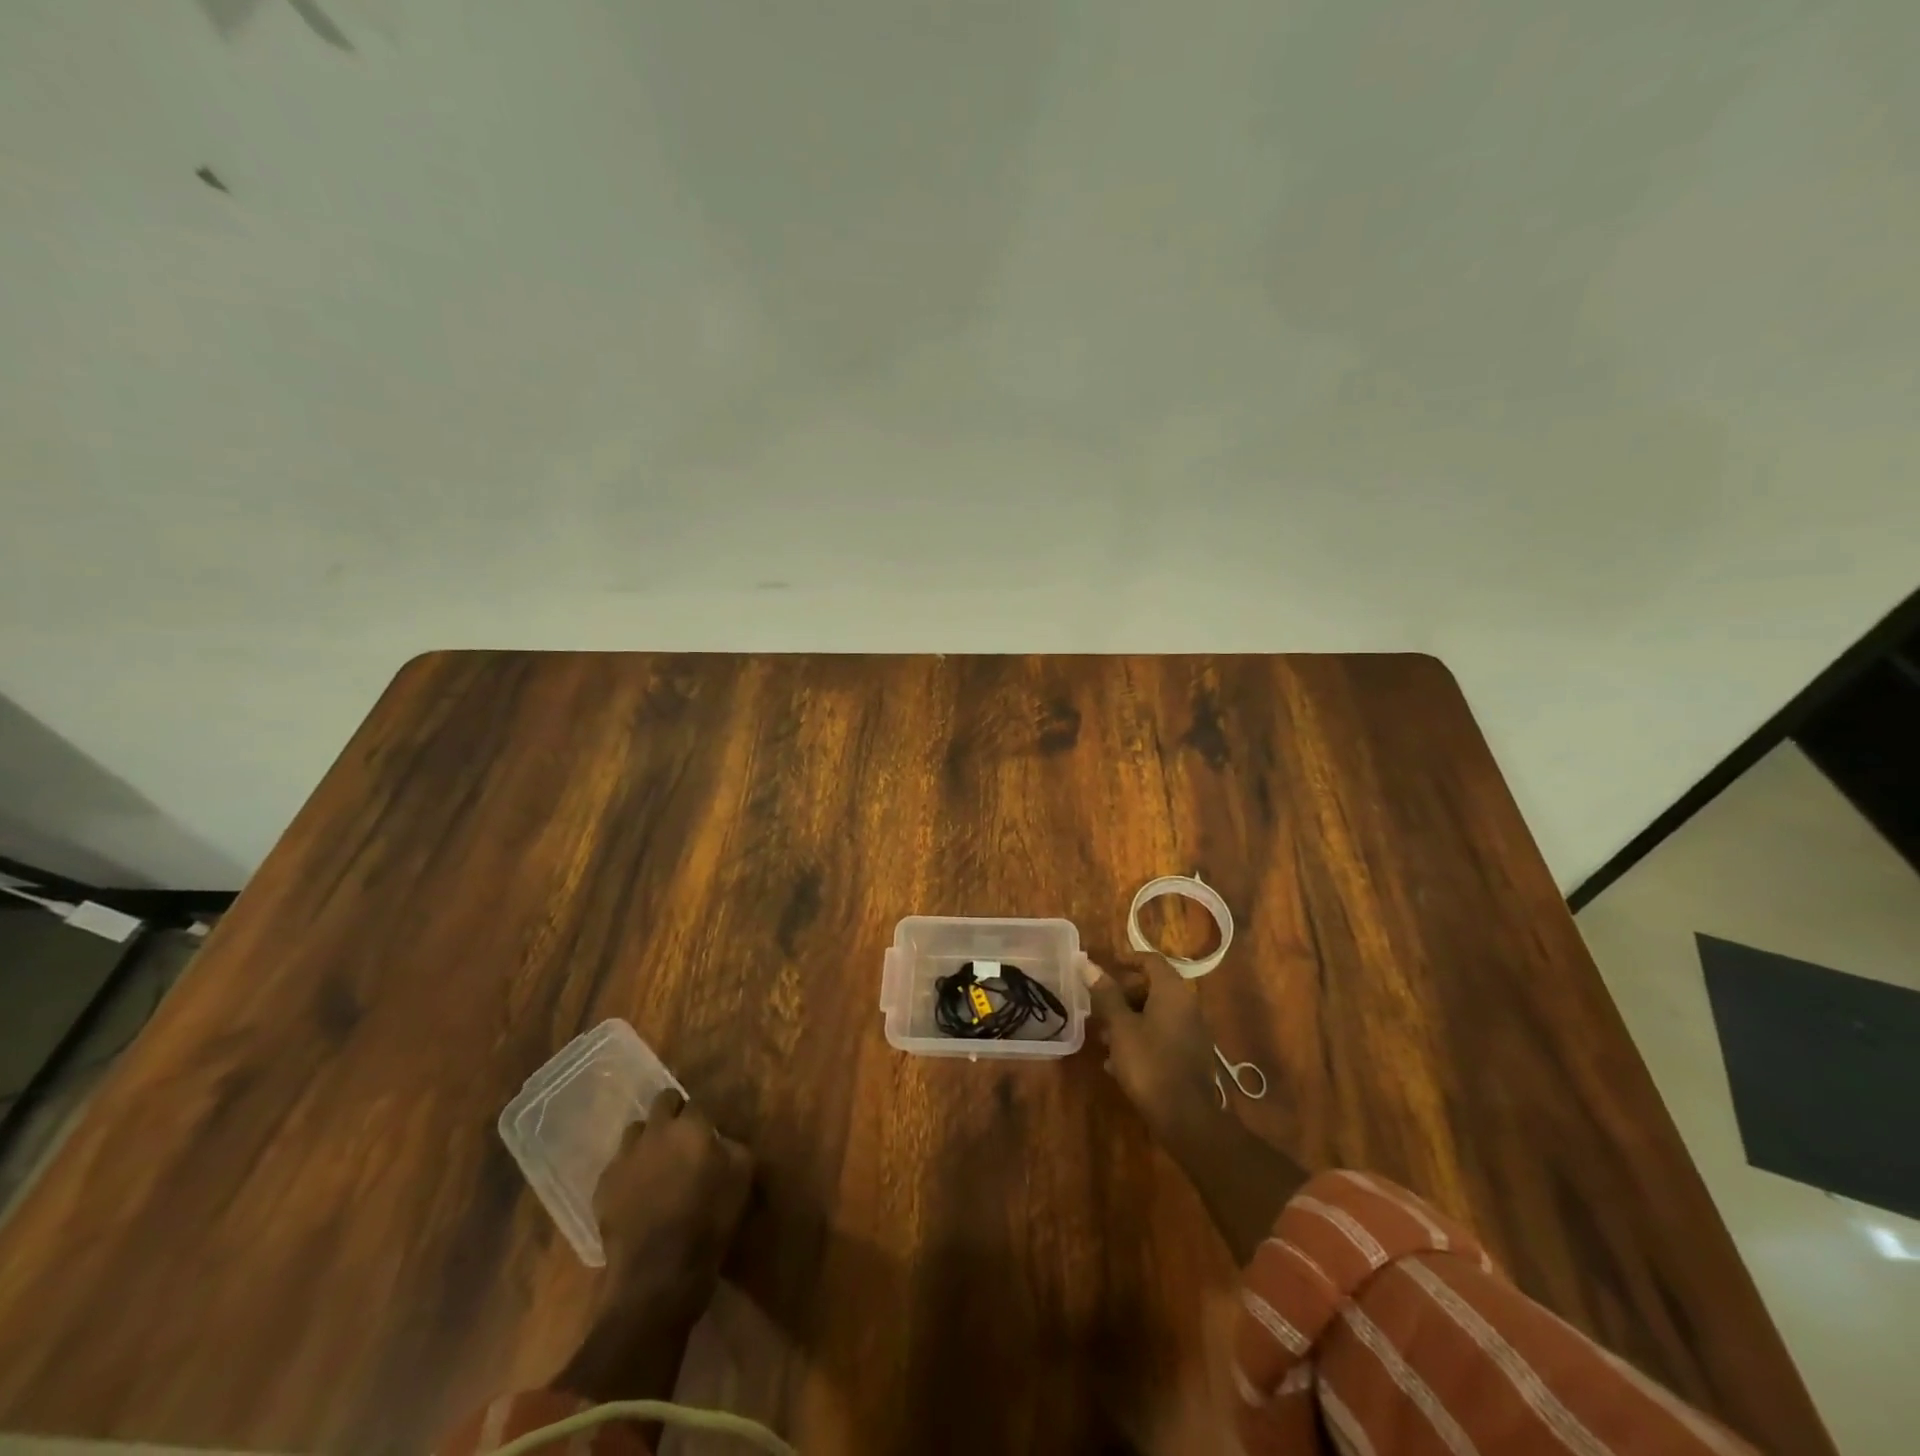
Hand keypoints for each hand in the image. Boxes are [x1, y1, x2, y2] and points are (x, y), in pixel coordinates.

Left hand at [597, 1089, 753, 1305]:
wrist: (658, 1274)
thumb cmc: (708, 1222)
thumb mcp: (742, 1179)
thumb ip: (734, 1148)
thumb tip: (721, 1140)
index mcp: (691, 1126)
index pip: (698, 1102)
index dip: (704, 1114)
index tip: (710, 1129)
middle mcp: (655, 1132)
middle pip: (663, 1101)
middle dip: (674, 1112)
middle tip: (684, 1136)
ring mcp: (625, 1157)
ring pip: (635, 1130)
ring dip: (648, 1138)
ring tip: (657, 1162)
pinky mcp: (603, 1186)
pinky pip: (617, 1165)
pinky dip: (628, 1170)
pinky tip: (636, 1192)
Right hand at [1083, 955, 1225, 1151]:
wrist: (1186, 1117)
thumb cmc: (1149, 1063)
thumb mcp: (1121, 1027)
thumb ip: (1105, 994)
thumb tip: (1087, 963)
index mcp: (1172, 992)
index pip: (1152, 960)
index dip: (1128, 959)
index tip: (1105, 968)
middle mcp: (1187, 1006)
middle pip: (1153, 987)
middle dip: (1123, 994)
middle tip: (1098, 1007)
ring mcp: (1191, 1032)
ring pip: (1155, 1014)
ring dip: (1128, 1019)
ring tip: (1103, 1037)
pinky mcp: (1189, 1056)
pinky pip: (1162, 1035)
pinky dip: (1141, 1038)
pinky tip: (1117, 1062)